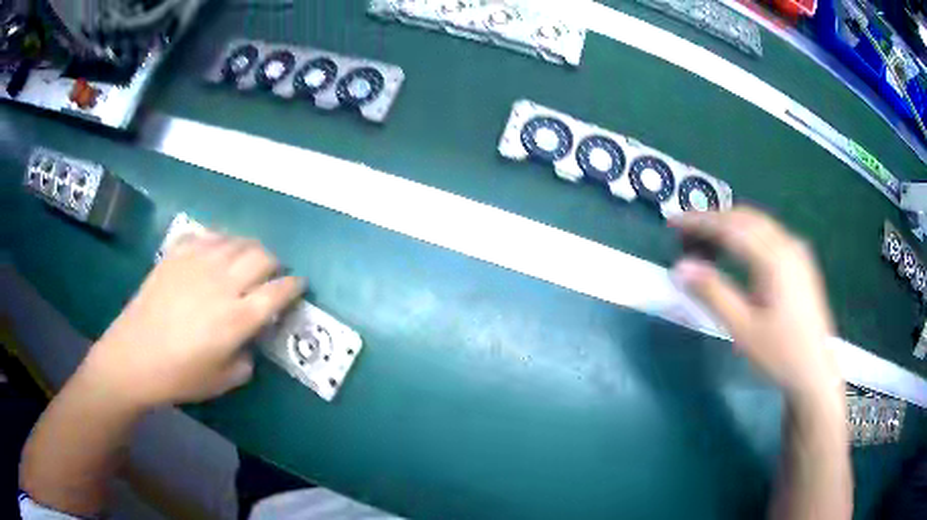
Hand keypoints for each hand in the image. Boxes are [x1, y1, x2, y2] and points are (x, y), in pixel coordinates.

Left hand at [82, 234, 303, 408]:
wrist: (134, 356)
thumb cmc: (179, 375)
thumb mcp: (222, 381)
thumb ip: (245, 359)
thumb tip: (249, 340)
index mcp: (236, 318)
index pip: (277, 291)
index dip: (294, 286)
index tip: (298, 285)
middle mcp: (221, 283)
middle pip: (261, 256)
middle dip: (274, 263)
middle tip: (271, 274)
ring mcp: (197, 264)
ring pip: (236, 241)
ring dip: (249, 249)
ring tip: (246, 261)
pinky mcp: (177, 255)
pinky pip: (207, 236)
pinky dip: (220, 241)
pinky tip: (217, 252)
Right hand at [670, 207, 841, 405]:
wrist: (815, 371)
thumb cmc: (779, 355)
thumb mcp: (743, 329)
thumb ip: (713, 294)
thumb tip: (681, 267)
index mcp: (774, 259)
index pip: (731, 227)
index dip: (700, 221)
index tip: (673, 221)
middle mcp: (788, 245)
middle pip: (745, 218)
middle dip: (713, 219)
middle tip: (685, 231)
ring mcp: (797, 251)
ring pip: (758, 223)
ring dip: (730, 224)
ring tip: (706, 239)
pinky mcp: (801, 261)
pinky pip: (769, 233)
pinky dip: (747, 233)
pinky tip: (738, 249)